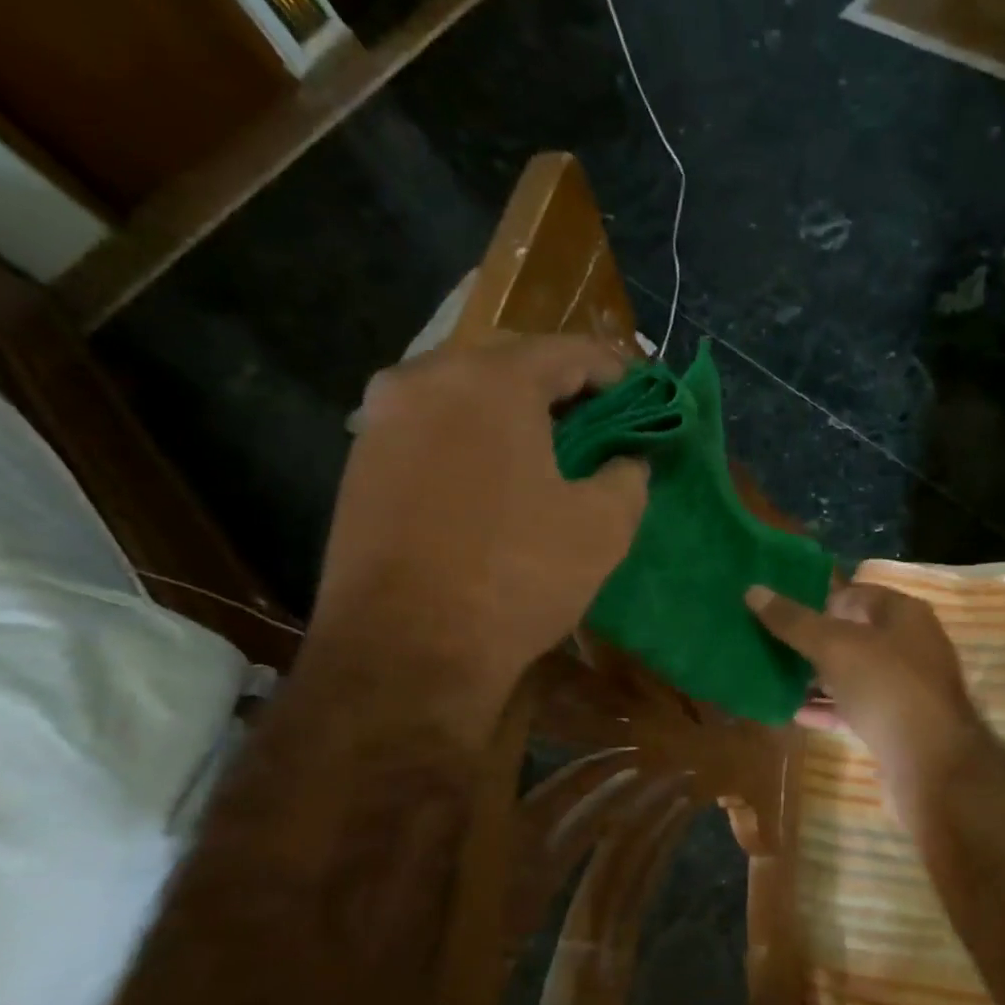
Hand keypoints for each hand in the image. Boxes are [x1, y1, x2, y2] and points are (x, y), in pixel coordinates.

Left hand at [314, 335, 648, 699]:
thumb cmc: (516, 577)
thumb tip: (626, 463)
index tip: (643, 398)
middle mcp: (424, 379)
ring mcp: (382, 420)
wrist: (405, 652)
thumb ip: (628, 477)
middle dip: (562, 390)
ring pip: (465, 396)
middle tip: (601, 425)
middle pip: (510, 365)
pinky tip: (498, 479)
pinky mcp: (361, 464)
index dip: (616, 372)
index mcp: (490, 381)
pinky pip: (433, 430)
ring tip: (552, 452)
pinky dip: (474, 440)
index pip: (568, 352)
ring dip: (514, 414)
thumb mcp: (603, 527)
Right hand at [745, 582, 985, 825]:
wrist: (931, 764)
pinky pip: (855, 707)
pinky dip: (827, 708)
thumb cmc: (887, 687)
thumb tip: (753, 590)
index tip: (778, 611)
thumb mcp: (835, 647)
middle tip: (768, 643)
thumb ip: (794, 621)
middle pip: (852, 635)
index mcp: (903, 614)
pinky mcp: (897, 723)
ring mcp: (905, 686)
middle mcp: (909, 645)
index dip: (816, 599)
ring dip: (816, 677)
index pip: (854, 594)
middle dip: (811, 641)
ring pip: (852, 674)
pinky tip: (793, 712)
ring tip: (773, 677)